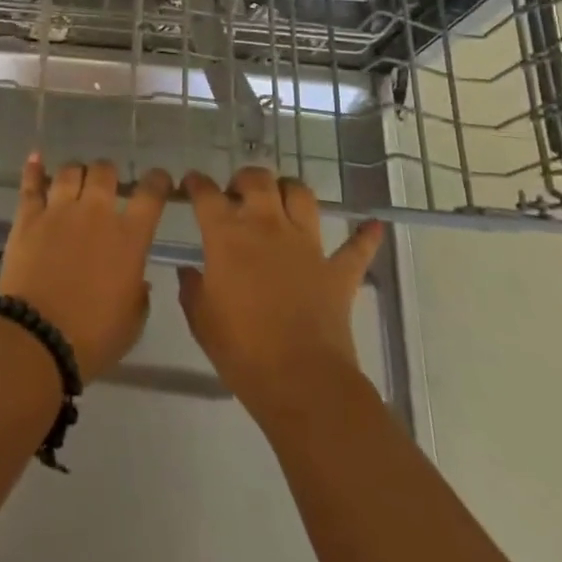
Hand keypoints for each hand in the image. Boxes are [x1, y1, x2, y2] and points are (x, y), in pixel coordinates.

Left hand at [0, 155, 172, 383]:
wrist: (38, 338)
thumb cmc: (93, 338)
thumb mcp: (132, 322)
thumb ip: (139, 294)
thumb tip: (138, 279)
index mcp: (129, 238)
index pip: (150, 195)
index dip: (158, 181)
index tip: (159, 179)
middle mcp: (95, 214)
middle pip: (104, 172)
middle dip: (108, 173)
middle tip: (106, 183)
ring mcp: (59, 211)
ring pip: (69, 172)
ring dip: (76, 171)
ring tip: (75, 177)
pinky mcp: (28, 217)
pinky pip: (30, 184)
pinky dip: (33, 169)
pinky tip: (35, 157)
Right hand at [177, 166, 384, 423]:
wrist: (302, 382)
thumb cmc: (242, 350)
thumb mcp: (201, 319)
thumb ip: (192, 288)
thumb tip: (188, 271)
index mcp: (227, 236)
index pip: (206, 194)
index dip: (195, 183)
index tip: (190, 183)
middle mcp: (267, 227)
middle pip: (257, 180)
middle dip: (244, 178)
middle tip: (236, 193)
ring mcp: (307, 245)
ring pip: (301, 195)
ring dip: (289, 190)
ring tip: (281, 199)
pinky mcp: (338, 271)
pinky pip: (356, 247)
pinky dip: (365, 235)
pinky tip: (373, 224)